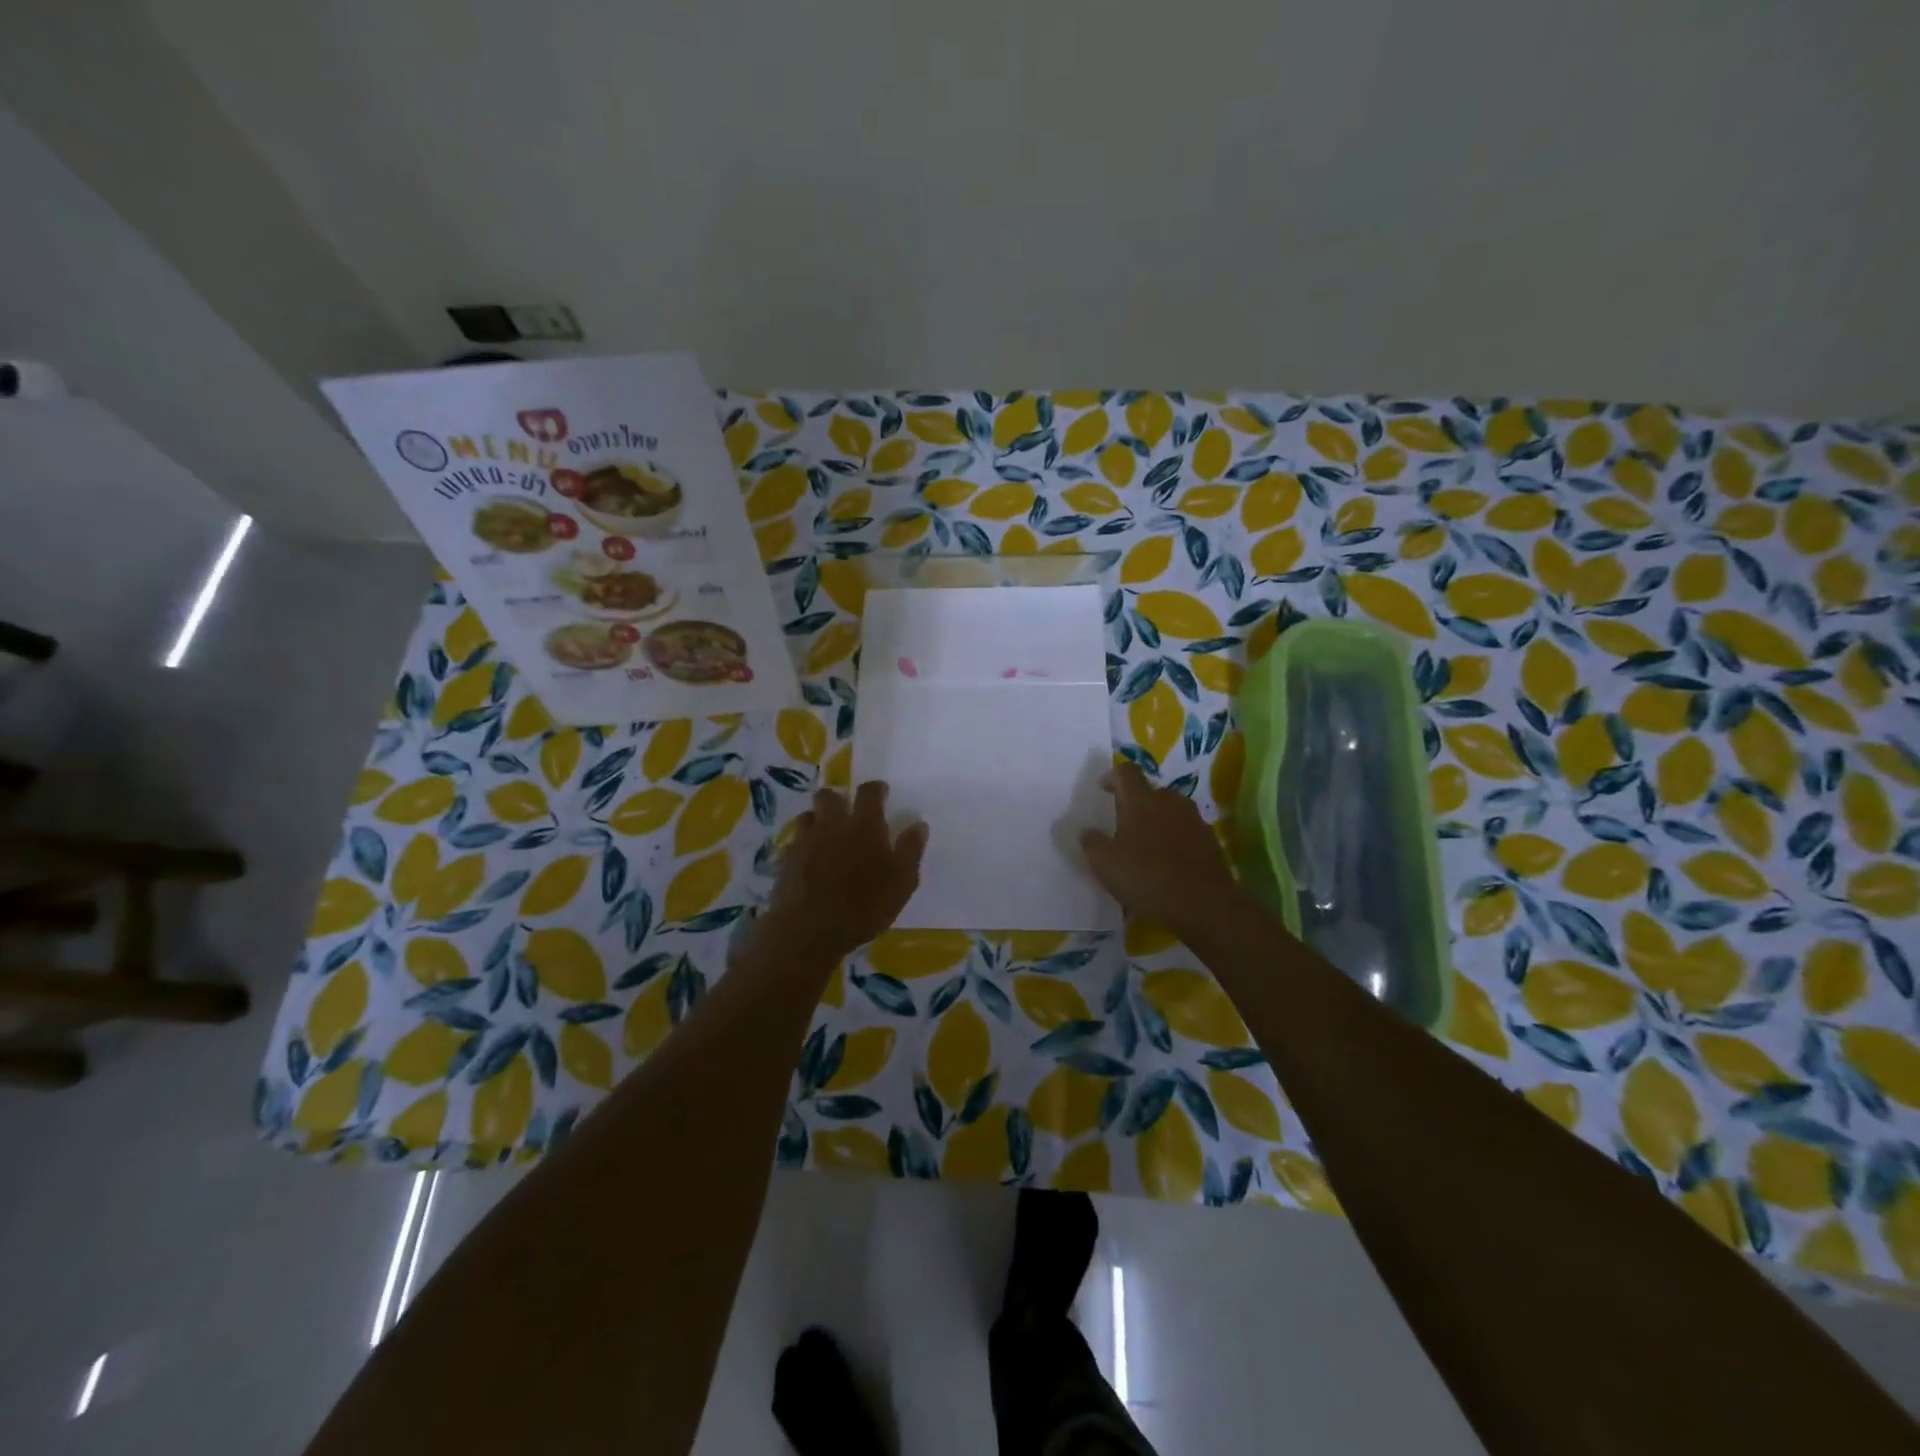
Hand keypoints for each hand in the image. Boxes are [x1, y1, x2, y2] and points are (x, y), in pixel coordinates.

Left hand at [757, 781, 927, 962]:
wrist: (808, 930)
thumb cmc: (863, 907)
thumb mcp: (901, 883)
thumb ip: (910, 851)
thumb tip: (919, 825)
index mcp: (864, 825)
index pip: (869, 792)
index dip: (876, 789)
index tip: (881, 794)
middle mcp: (833, 824)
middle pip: (830, 796)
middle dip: (839, 799)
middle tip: (848, 814)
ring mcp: (805, 840)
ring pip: (809, 815)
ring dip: (818, 819)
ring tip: (827, 835)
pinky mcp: (786, 859)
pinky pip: (794, 841)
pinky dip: (803, 844)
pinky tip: (809, 859)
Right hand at [1080, 763, 1239, 934]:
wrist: (1204, 905)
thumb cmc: (1147, 878)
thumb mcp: (1105, 864)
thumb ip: (1092, 843)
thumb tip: (1087, 831)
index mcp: (1141, 801)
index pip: (1126, 772)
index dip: (1112, 776)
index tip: (1103, 789)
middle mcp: (1170, 802)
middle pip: (1151, 791)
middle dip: (1137, 802)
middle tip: (1124, 823)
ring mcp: (1194, 820)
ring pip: (1171, 811)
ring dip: (1158, 820)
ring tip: (1147, 844)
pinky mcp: (1211, 841)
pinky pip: (1187, 831)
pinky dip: (1176, 838)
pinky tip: (1169, 862)